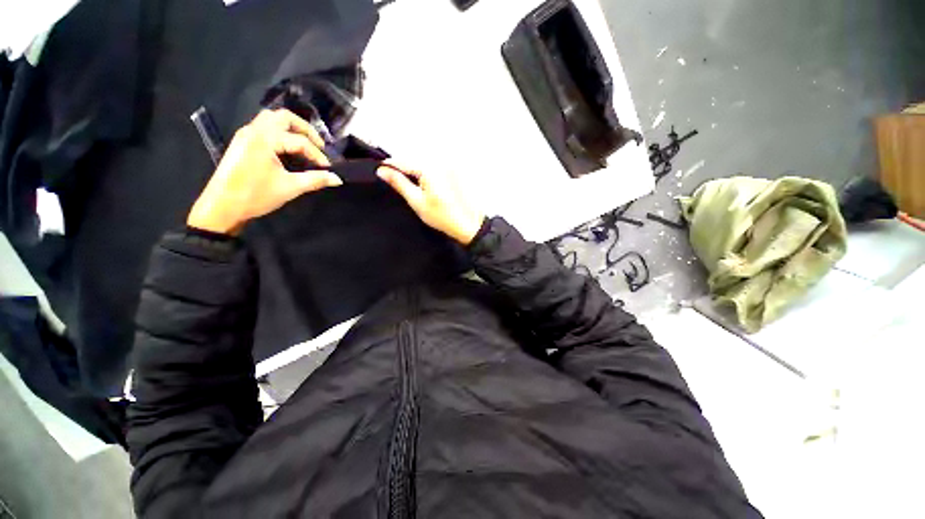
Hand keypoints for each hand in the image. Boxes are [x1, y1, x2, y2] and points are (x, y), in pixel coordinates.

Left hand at [187, 109, 342, 234]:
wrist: (222, 206)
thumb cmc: (255, 196)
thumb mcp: (289, 188)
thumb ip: (315, 180)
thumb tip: (338, 179)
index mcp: (265, 139)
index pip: (299, 140)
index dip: (317, 154)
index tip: (328, 169)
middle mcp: (254, 130)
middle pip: (284, 117)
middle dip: (305, 130)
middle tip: (319, 146)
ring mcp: (246, 134)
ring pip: (272, 119)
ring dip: (291, 128)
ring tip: (306, 144)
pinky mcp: (243, 141)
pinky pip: (264, 127)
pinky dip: (280, 132)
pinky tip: (288, 148)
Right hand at [377, 163, 484, 244]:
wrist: (468, 224)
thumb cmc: (443, 217)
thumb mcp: (417, 201)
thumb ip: (399, 183)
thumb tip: (383, 171)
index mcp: (430, 168)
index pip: (403, 161)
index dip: (390, 166)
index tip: (380, 171)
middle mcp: (440, 161)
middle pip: (414, 159)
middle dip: (403, 168)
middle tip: (394, 180)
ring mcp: (449, 165)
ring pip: (424, 162)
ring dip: (415, 170)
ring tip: (411, 185)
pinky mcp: (454, 170)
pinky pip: (434, 167)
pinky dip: (426, 173)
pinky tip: (426, 186)